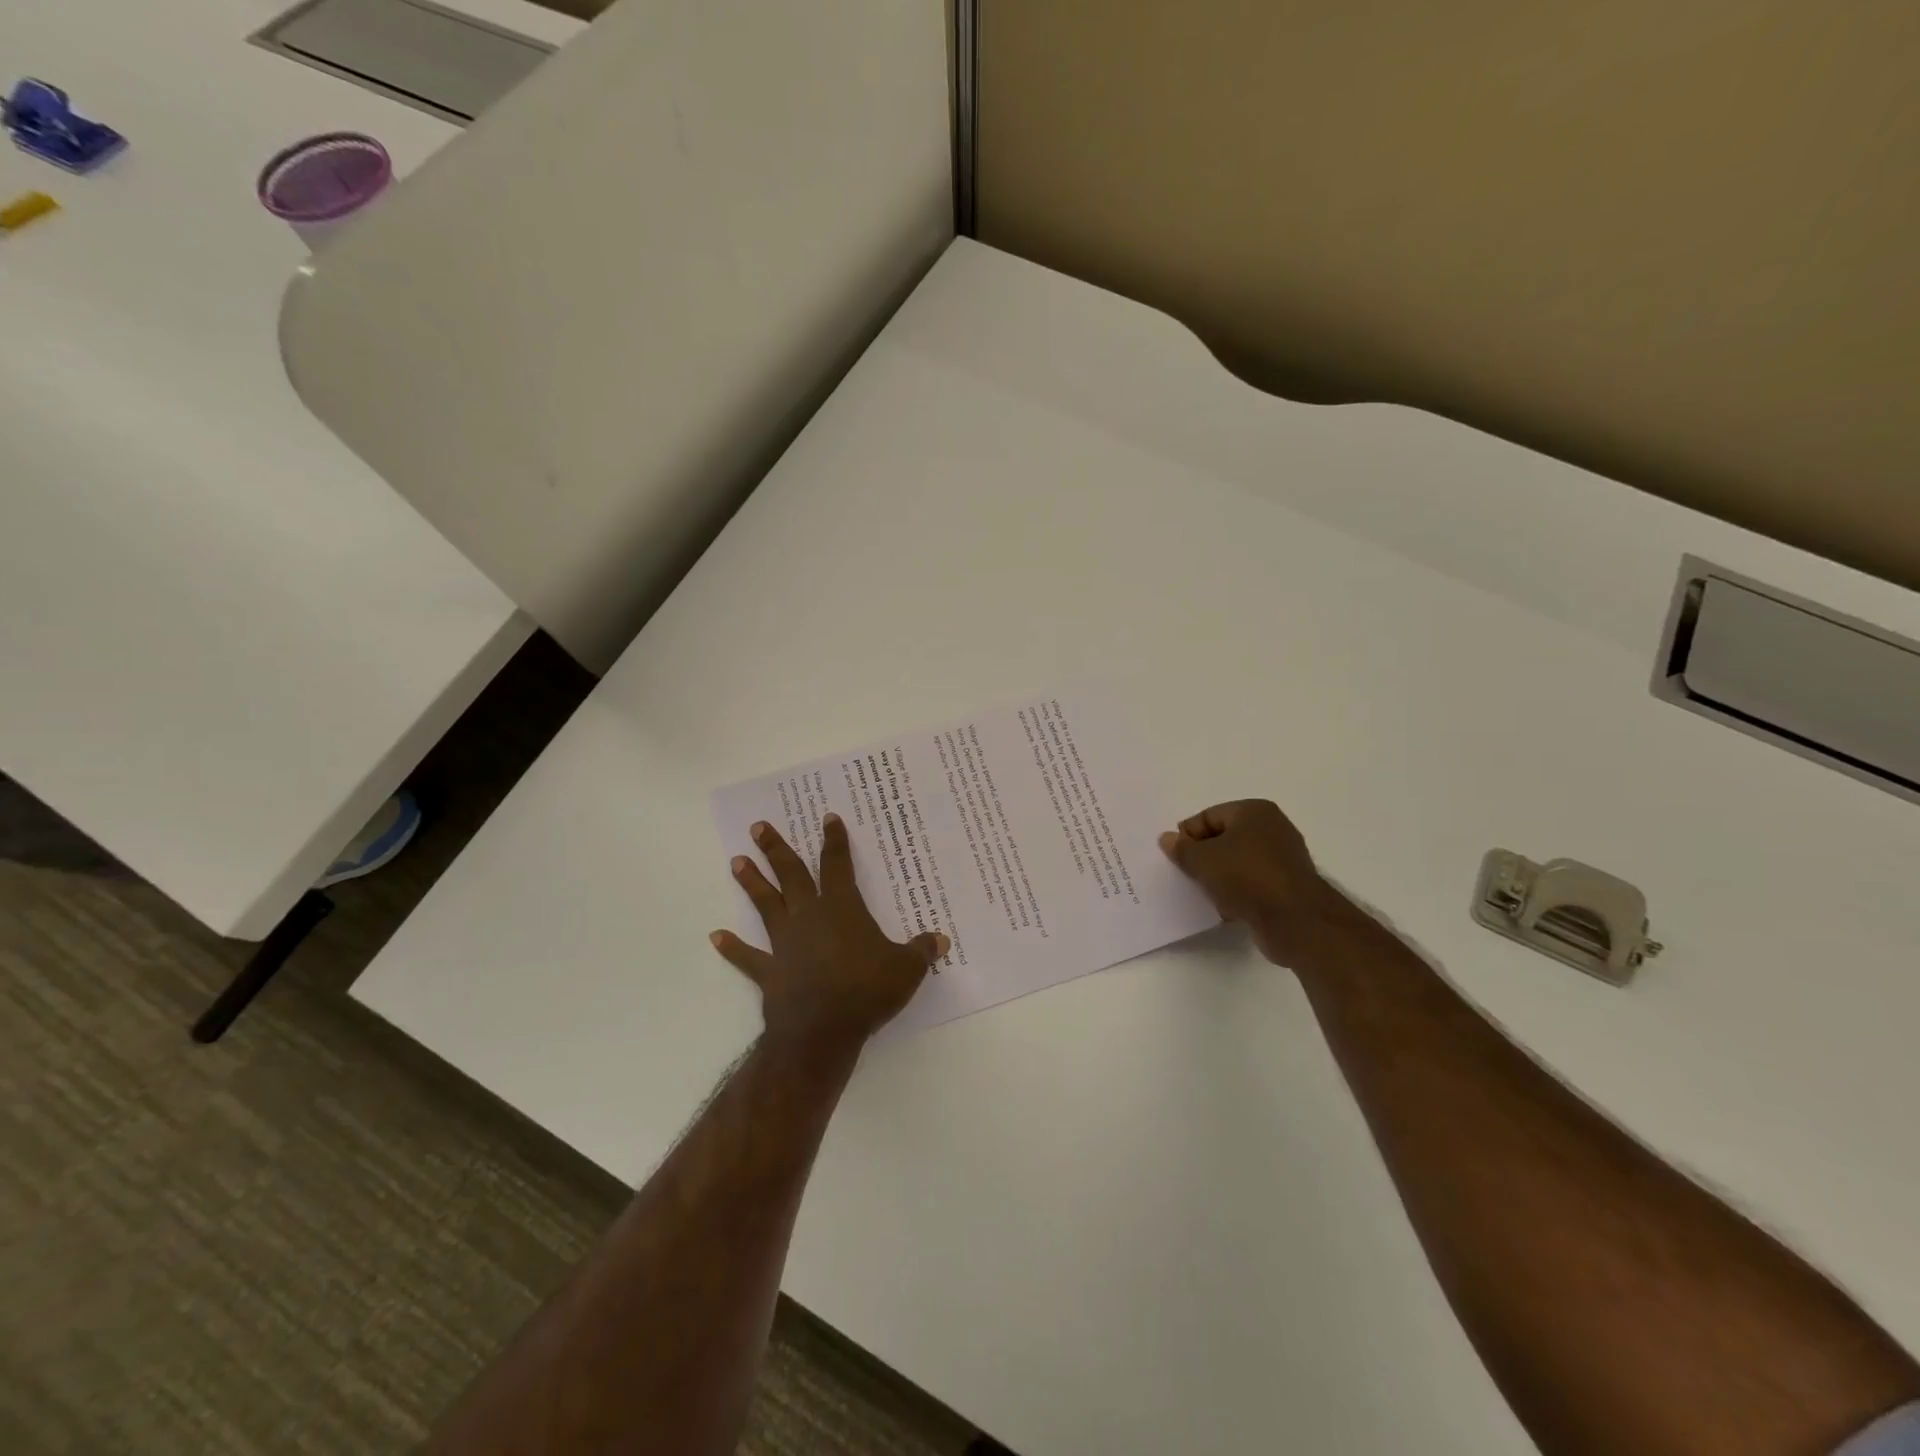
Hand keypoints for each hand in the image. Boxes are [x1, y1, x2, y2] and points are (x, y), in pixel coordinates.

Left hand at [711, 815, 948, 1052]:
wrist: (823, 1030)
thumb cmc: (867, 990)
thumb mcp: (907, 969)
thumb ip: (922, 950)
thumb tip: (942, 939)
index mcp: (842, 908)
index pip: (838, 864)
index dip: (834, 840)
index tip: (827, 818)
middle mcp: (809, 917)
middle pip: (791, 875)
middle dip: (777, 849)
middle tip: (759, 827)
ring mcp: (785, 943)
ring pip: (766, 905)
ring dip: (752, 883)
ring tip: (736, 861)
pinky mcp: (770, 972)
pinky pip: (748, 957)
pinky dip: (732, 948)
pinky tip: (716, 936)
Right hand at [1159, 799, 1357, 967]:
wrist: (1295, 920)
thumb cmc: (1246, 877)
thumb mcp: (1202, 860)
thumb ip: (1181, 849)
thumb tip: (1167, 839)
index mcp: (1254, 811)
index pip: (1208, 816)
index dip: (1187, 836)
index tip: (1175, 858)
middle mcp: (1273, 828)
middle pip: (1224, 838)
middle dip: (1203, 856)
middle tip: (1186, 874)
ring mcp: (1284, 858)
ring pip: (1238, 862)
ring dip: (1219, 876)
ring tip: (1204, 893)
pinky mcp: (1287, 885)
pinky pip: (1253, 883)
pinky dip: (1237, 892)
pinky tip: (1225, 907)